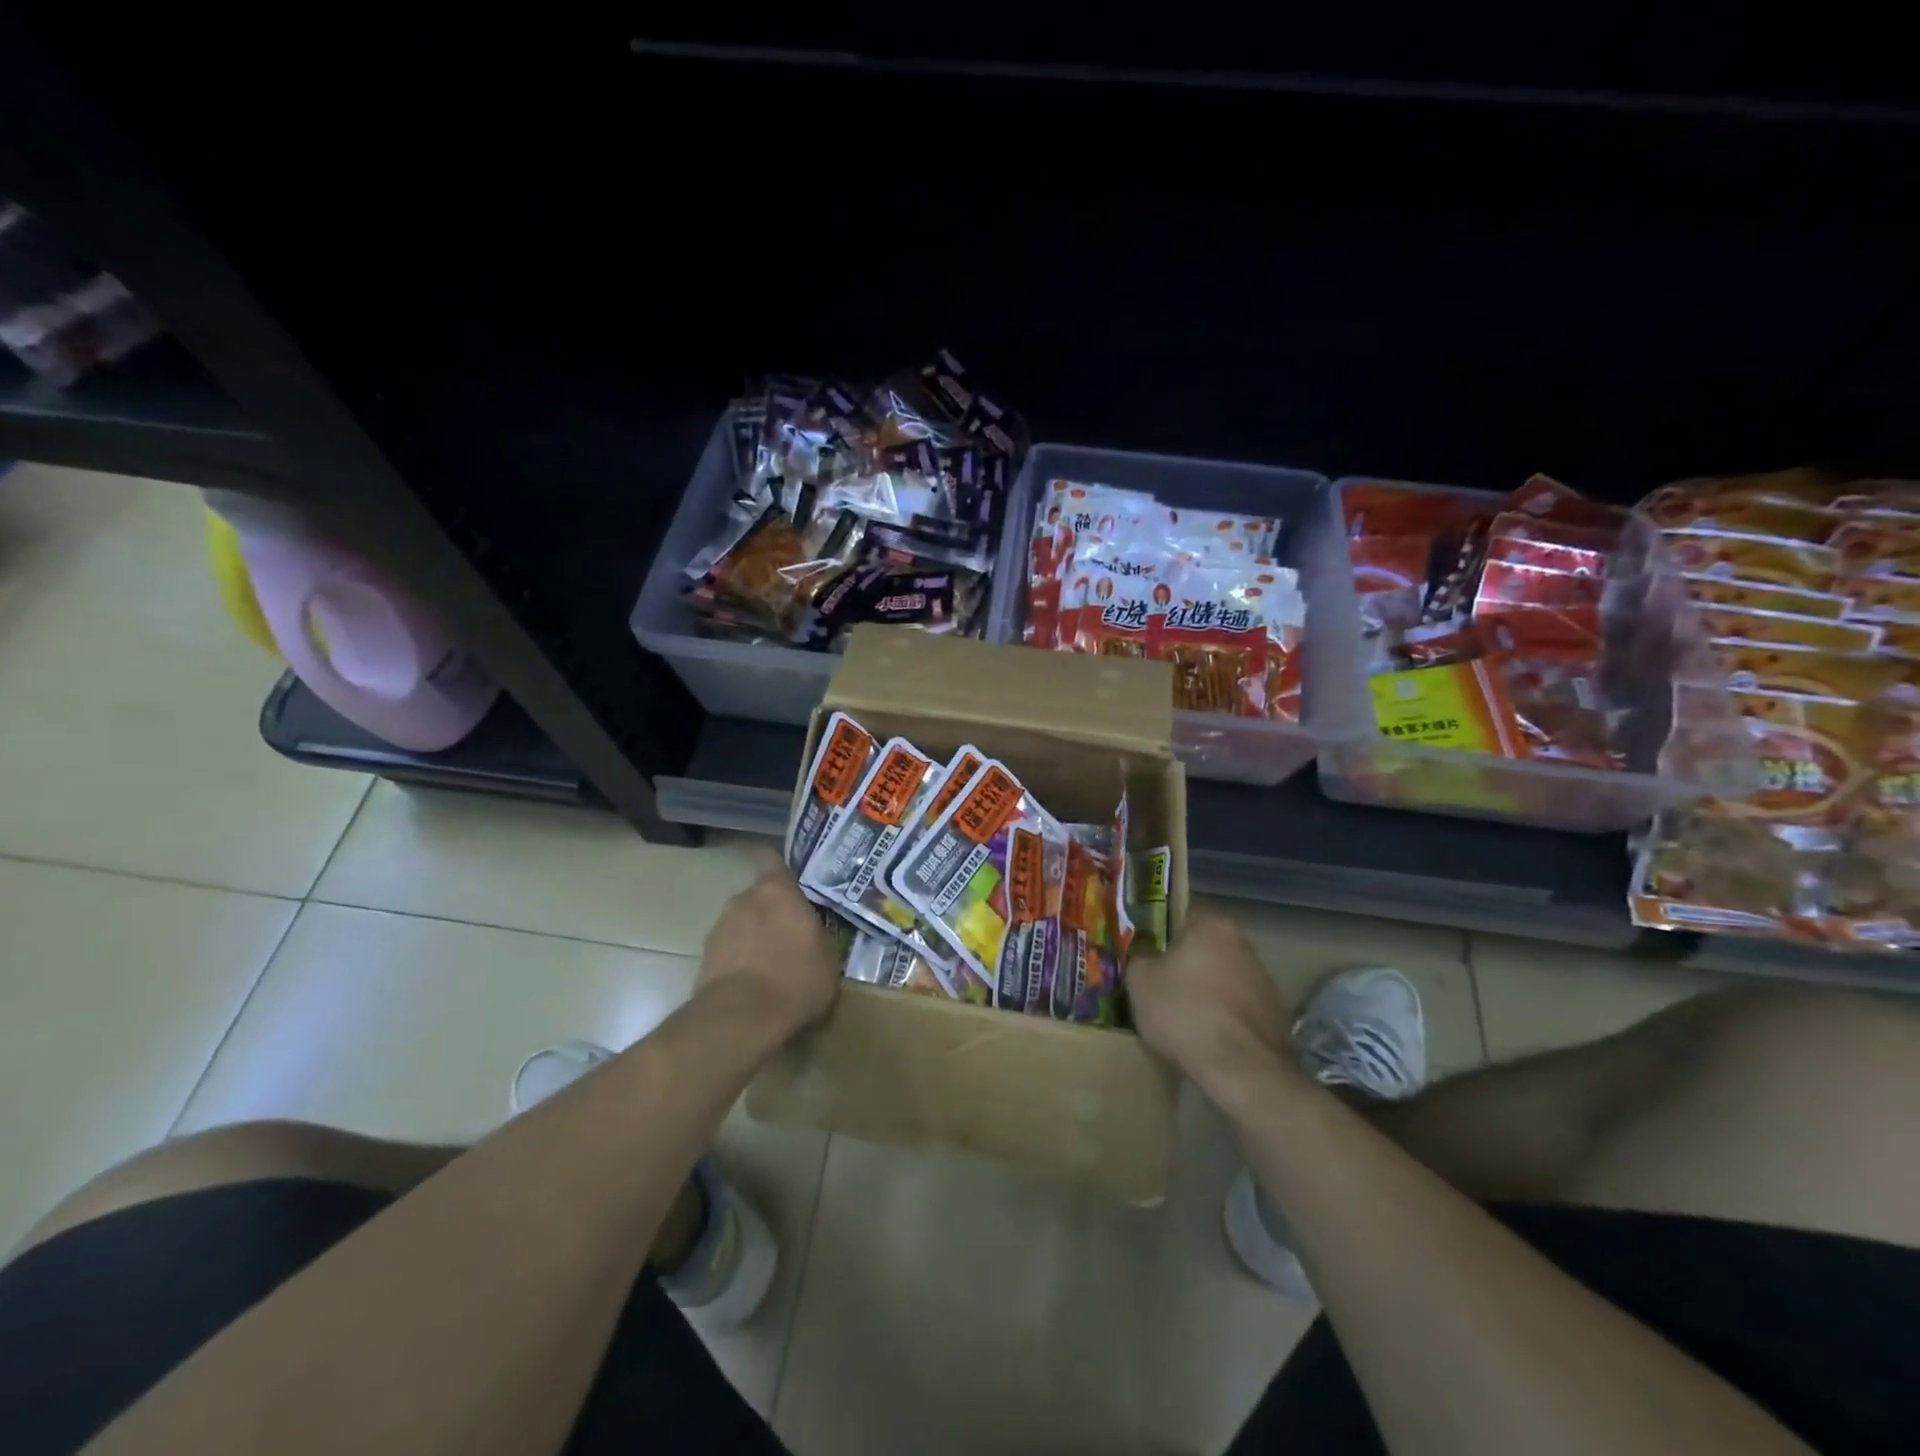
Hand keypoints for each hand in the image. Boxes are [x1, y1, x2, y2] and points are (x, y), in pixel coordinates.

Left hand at [694, 854, 841, 1040]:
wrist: (741, 1020)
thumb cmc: (796, 979)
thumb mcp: (828, 957)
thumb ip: (818, 933)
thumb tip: (811, 931)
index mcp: (777, 890)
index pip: (771, 858)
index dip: (779, 866)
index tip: (791, 880)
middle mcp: (743, 899)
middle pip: (758, 896)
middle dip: (771, 911)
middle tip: (790, 935)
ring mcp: (719, 928)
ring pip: (741, 924)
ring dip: (753, 937)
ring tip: (771, 966)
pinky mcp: (703, 957)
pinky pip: (728, 950)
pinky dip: (739, 960)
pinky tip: (753, 985)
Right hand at [1127, 909, 1306, 1103]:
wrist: (1242, 1069)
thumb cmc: (1184, 1013)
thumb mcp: (1139, 982)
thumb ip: (1139, 959)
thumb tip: (1145, 959)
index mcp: (1212, 926)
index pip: (1182, 916)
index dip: (1161, 935)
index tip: (1147, 955)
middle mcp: (1243, 943)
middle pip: (1204, 948)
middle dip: (1185, 965)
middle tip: (1161, 987)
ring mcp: (1264, 979)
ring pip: (1223, 978)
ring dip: (1206, 992)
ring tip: (1183, 1020)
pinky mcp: (1276, 1014)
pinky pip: (1238, 1008)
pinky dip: (1224, 1018)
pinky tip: (1207, 1040)